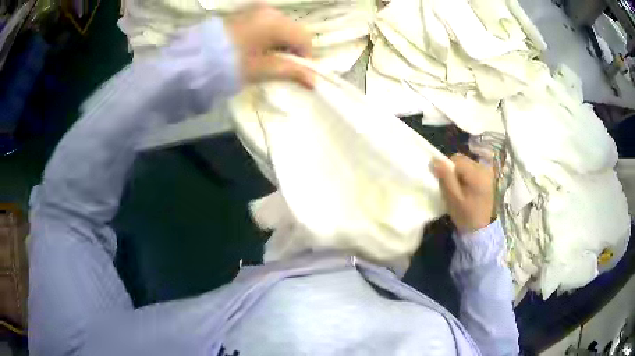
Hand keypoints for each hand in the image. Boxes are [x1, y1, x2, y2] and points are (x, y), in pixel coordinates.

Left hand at [224, 5, 313, 88]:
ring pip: (281, 26)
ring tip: (265, 57)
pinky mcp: (246, 11)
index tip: (295, 71)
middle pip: (294, 30)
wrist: (196, 59)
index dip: (305, 56)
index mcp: (276, 22)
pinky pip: (267, 22)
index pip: (305, 38)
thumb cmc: (231, 65)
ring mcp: (256, 9)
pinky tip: (256, 47)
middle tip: (279, 66)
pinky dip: (268, 34)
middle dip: (292, 48)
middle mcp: (270, 10)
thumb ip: (291, 71)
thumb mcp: (263, 69)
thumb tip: (314, 81)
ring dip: (280, 41)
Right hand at [432, 154, 494, 234]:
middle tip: (453, 187)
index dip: (447, 169)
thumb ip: (445, 177)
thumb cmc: (466, 215)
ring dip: (460, 173)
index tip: (446, 184)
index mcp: (476, 173)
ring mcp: (488, 171)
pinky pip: (473, 168)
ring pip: (466, 163)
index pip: (456, 159)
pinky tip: (468, 188)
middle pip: (462, 159)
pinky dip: (467, 175)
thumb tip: (434, 160)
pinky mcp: (488, 175)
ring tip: (461, 189)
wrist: (482, 228)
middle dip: (454, 170)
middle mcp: (484, 168)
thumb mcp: (453, 198)